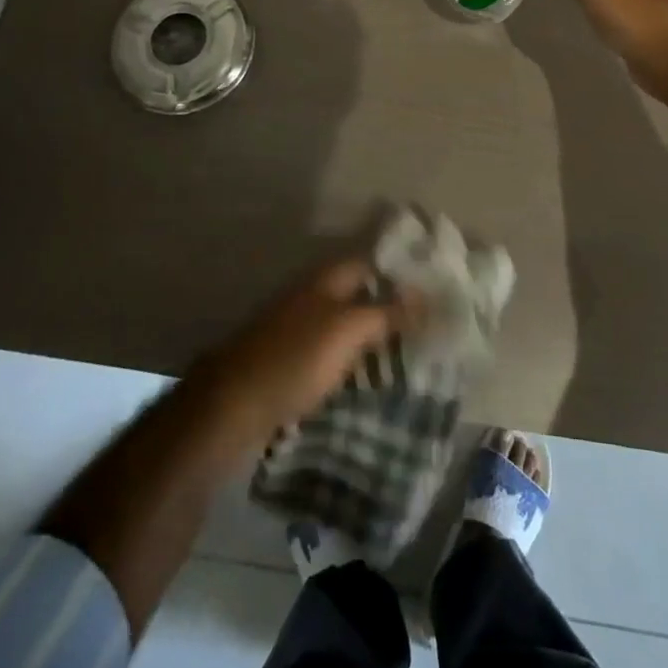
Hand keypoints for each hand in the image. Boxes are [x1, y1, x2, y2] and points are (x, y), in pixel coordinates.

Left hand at [191, 258, 419, 448]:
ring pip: (346, 324)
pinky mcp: (290, 361)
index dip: (401, 273)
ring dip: (373, 337)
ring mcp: (298, 327)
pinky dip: (352, 360)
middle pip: (359, 294)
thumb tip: (425, 294)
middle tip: (430, 328)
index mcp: (325, 279)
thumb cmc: (295, 359)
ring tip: (410, 357)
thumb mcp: (347, 331)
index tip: (434, 290)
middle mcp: (312, 295)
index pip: (372, 263)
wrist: (232, 404)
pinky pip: (332, 352)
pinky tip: (370, 378)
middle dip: (390, 307)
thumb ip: (386, 312)